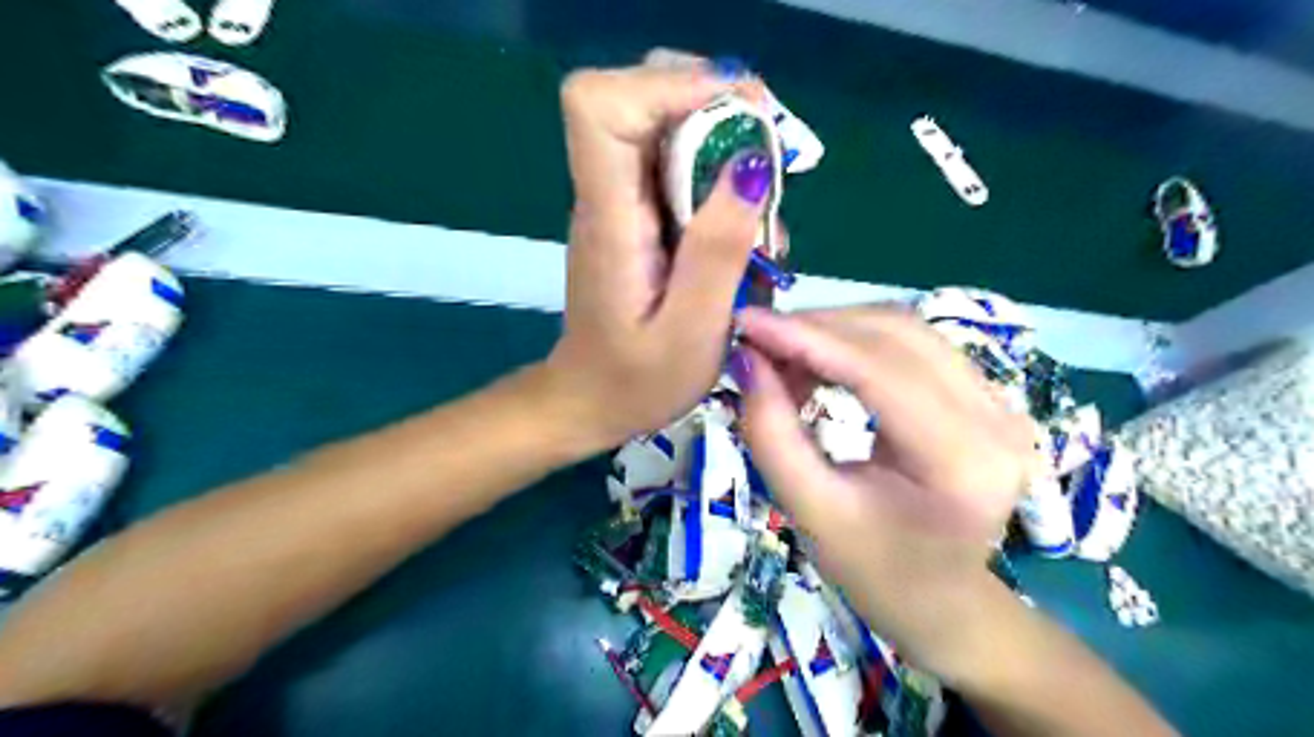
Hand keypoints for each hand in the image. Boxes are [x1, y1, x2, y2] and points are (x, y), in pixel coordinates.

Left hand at [548, 60, 776, 447]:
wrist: (591, 400)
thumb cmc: (638, 381)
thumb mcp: (692, 332)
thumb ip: (718, 251)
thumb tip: (751, 163)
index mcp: (610, 220)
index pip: (600, 106)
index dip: (665, 88)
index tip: (735, 116)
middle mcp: (606, 196)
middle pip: (637, 95)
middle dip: (710, 102)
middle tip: (766, 148)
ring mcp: (619, 202)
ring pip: (661, 122)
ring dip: (721, 136)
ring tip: (762, 194)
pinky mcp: (635, 215)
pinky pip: (673, 161)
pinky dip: (715, 168)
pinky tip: (743, 215)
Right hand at [738, 302, 1036, 672]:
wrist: (942, 599)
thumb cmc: (875, 571)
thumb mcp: (809, 512)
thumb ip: (771, 433)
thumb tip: (746, 359)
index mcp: (962, 462)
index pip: (879, 370)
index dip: (807, 337)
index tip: (745, 322)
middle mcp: (996, 418)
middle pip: (897, 335)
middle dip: (816, 328)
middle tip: (757, 341)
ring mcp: (1000, 401)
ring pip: (905, 329)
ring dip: (835, 331)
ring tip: (782, 356)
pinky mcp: (986, 394)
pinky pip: (913, 344)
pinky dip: (857, 343)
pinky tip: (820, 363)